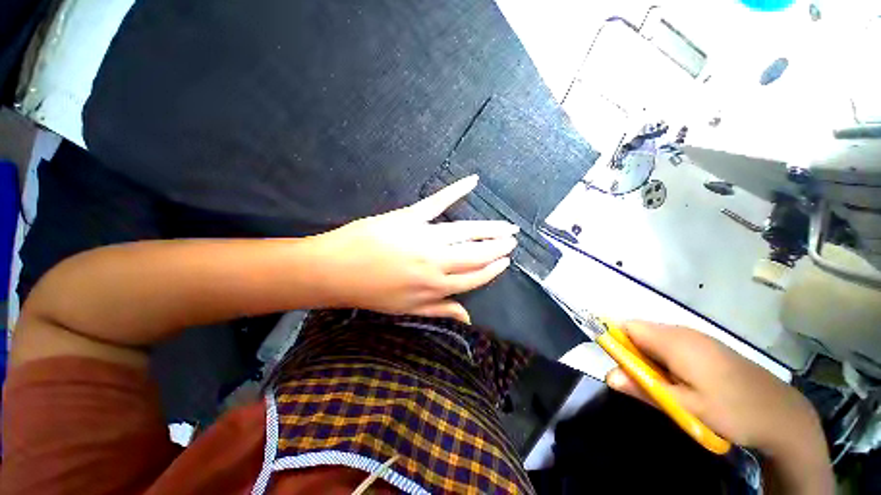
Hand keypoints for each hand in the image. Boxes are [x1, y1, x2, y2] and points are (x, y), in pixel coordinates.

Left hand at [311, 175, 517, 322]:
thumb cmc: (371, 292)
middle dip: (498, 248)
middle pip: (476, 254)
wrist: (335, 270)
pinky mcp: (410, 217)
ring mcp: (424, 237)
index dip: (493, 270)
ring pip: (466, 232)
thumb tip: (469, 318)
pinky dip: (456, 190)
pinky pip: (438, 202)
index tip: (505, 262)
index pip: (474, 278)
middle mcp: (436, 262)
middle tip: (512, 240)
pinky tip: (473, 181)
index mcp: (435, 286)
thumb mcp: (406, 310)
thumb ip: (440, 310)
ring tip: (506, 227)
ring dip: (489, 229)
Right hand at [606, 322, 833, 493]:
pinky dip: (665, 358)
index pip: (628, 327)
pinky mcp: (707, 346)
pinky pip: (673, 344)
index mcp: (675, 342)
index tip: (617, 364)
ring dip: (649, 358)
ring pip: (656, 338)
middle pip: (640, 331)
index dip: (615, 340)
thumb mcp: (686, 408)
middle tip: (642, 382)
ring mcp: (698, 337)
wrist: (783, 415)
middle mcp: (683, 332)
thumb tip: (609, 375)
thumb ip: (645, 389)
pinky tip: (681, 381)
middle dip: (632, 352)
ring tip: (662, 385)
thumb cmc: (732, 411)